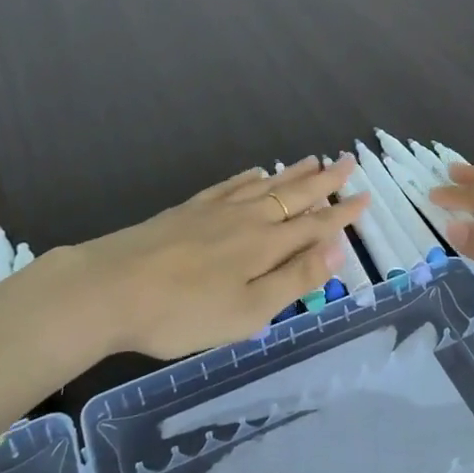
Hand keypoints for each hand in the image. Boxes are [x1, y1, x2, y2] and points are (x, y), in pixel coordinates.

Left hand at [20, 156, 367, 362]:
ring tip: (313, 160)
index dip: (342, 213)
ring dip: (292, 174)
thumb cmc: (183, 312)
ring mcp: (214, 211)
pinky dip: (249, 177)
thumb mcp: (248, 311)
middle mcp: (247, 219)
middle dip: (324, 181)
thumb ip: (294, 279)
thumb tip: (337, 248)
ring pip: (264, 185)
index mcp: (266, 245)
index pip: (315, 224)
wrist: (108, 289)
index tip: (365, 196)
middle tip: (347, 161)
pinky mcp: (187, 211)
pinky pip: (229, 186)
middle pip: (293, 195)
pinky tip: (256, 172)